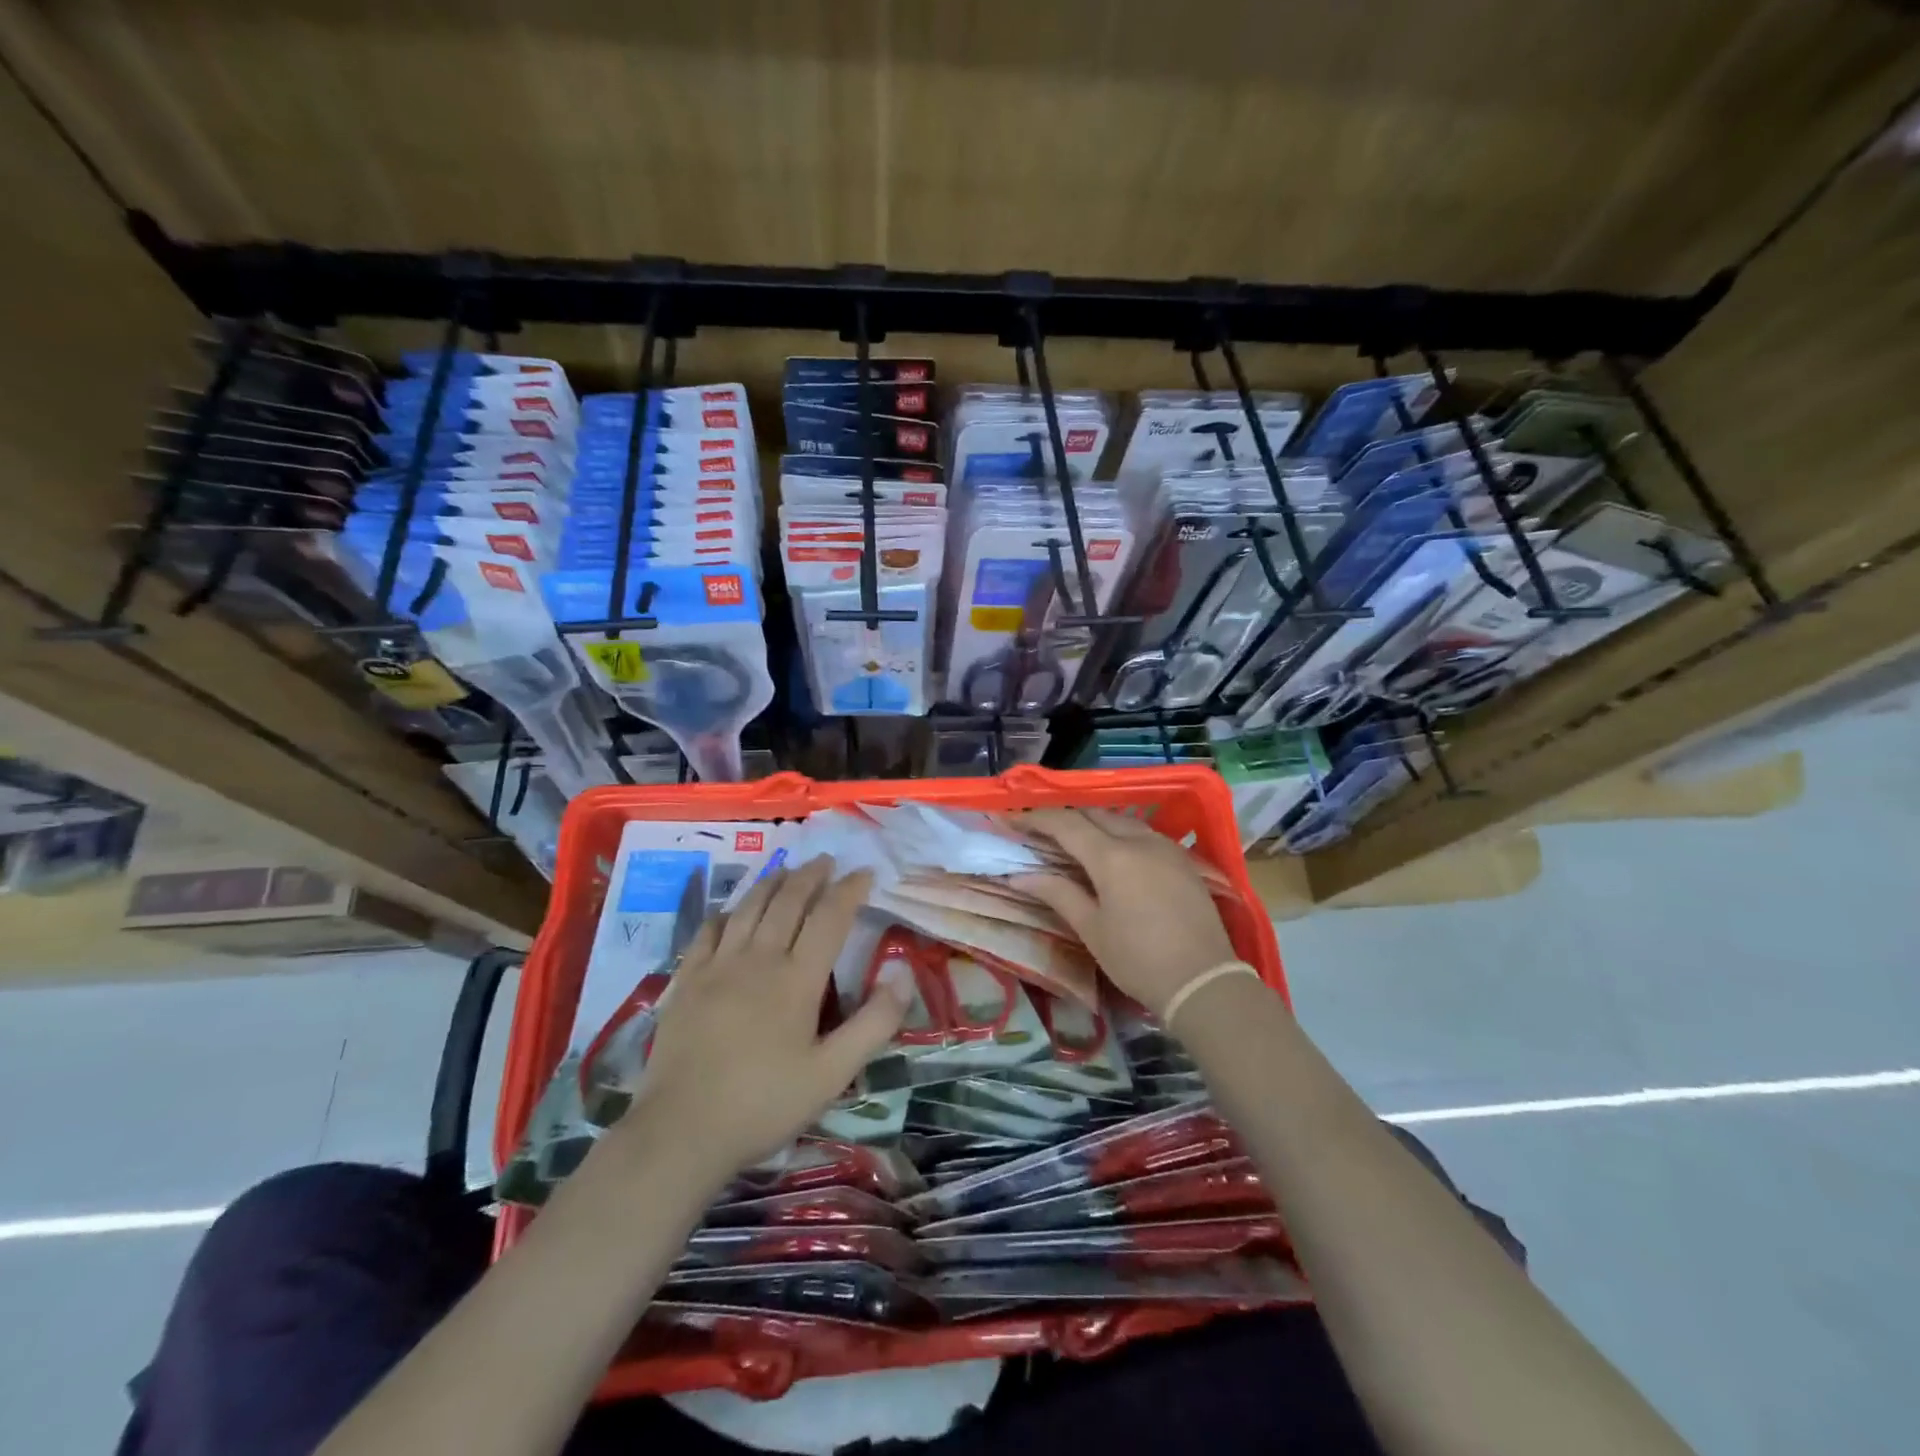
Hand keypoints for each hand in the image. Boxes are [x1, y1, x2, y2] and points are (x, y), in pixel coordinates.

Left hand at [616, 857, 910, 1181]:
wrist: (681, 1131)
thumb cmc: (764, 1103)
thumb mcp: (832, 1074)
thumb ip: (873, 1024)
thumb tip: (902, 975)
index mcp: (797, 979)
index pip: (830, 918)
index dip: (849, 890)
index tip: (864, 872)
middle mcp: (759, 959)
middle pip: (788, 901)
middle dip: (811, 876)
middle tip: (826, 860)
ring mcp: (718, 966)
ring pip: (749, 908)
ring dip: (772, 882)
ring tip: (787, 869)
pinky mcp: (687, 980)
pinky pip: (709, 931)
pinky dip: (727, 912)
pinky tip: (732, 911)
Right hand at [1016, 808, 1239, 1017]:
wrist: (1203, 981)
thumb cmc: (1138, 960)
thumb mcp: (1091, 929)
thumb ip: (1057, 893)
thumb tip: (1020, 875)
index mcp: (1111, 856)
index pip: (1065, 823)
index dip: (1035, 819)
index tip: (1011, 820)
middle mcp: (1139, 840)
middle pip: (1093, 814)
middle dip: (1063, 816)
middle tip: (1038, 829)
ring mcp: (1165, 846)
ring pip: (1121, 820)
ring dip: (1092, 822)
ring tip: (1071, 838)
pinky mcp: (1182, 859)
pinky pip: (1143, 833)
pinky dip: (1118, 833)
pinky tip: (1111, 851)